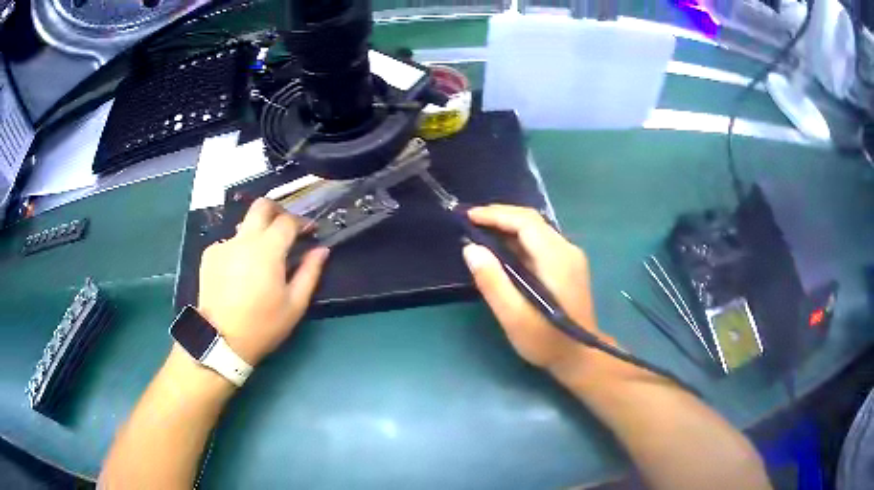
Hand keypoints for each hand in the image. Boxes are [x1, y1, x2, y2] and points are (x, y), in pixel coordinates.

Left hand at [197, 198, 329, 365]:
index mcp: (268, 249)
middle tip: (285, 229)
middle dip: (277, 211)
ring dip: (257, 234)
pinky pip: (229, 243)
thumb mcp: (294, 305)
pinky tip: (239, 273)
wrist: (221, 339)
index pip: (288, 220)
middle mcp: (244, 239)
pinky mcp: (209, 254)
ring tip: (260, 259)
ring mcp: (224, 245)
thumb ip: (310, 272)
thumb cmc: (263, 325)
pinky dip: (238, 250)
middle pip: (261, 206)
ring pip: (244, 225)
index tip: (308, 233)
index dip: (301, 223)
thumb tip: (321, 250)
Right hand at [461, 205, 613, 377]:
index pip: (526, 222)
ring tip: (481, 231)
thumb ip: (492, 282)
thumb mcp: (514, 317)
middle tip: (470, 221)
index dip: (496, 215)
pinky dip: (518, 239)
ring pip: (537, 229)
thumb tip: (471, 248)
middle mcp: (567, 250)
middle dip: (500, 216)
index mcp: (556, 259)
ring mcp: (571, 256)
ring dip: (508, 226)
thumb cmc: (546, 341)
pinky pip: (541, 242)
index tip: (468, 216)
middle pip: (532, 221)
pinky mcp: (569, 265)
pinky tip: (503, 249)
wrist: (579, 357)